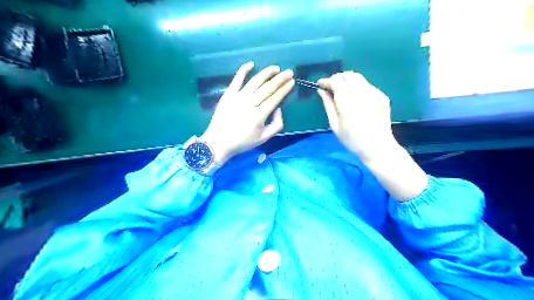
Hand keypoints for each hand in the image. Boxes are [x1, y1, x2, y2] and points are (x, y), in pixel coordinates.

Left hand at [201, 61, 293, 164]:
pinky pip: (236, 80)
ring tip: (276, 68)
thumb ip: (276, 125)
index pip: (275, 98)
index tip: (292, 81)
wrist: (218, 143)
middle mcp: (249, 104)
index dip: (284, 89)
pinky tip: (251, 64)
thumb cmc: (242, 142)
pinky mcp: (228, 95)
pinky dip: (243, 70)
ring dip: (266, 73)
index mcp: (259, 115)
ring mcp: (238, 98)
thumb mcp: (264, 138)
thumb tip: (278, 109)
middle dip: (280, 79)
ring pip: (255, 82)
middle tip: (289, 72)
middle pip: (267, 88)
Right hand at [316, 70, 395, 162]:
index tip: (322, 85)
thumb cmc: (352, 140)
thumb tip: (321, 90)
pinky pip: (367, 85)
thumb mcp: (335, 125)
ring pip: (358, 78)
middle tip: (332, 88)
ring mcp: (375, 94)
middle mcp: (362, 95)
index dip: (328, 80)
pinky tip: (357, 100)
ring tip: (344, 93)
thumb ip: (328, 105)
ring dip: (348, 81)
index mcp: (348, 104)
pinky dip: (358, 88)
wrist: (378, 147)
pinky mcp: (383, 96)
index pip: (337, 80)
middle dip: (338, 78)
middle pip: (348, 75)